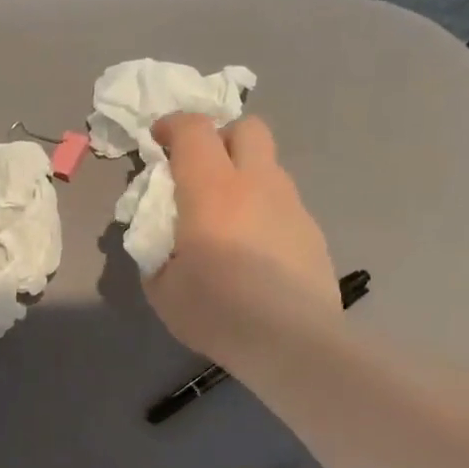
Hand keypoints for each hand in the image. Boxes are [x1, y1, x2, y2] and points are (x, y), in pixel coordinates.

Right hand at [144, 114, 341, 368]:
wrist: (291, 342)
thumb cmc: (217, 312)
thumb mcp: (163, 289)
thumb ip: (156, 253)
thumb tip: (162, 242)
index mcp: (212, 190)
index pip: (194, 130)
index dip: (172, 125)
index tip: (158, 140)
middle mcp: (257, 184)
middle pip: (247, 128)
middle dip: (221, 137)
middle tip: (201, 170)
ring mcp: (291, 205)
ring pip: (269, 167)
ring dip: (244, 176)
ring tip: (228, 220)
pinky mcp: (312, 231)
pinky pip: (283, 203)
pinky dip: (264, 210)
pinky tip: (256, 251)